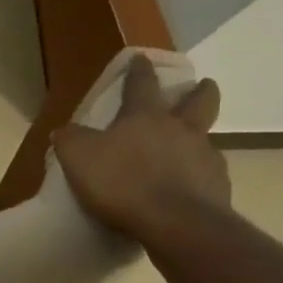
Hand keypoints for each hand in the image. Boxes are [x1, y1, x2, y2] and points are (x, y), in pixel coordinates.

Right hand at [50, 57, 228, 244]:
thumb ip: (70, 140)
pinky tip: (185, 190)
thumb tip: (64, 130)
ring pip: (205, 139)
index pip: (142, 84)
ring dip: (197, 139)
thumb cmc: (123, 183)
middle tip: (202, 87)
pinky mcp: (219, 188)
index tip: (142, 58)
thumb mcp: (79, 158)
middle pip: (199, 101)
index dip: (140, 70)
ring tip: (184, 153)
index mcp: (146, 117)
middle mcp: (181, 130)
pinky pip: (208, 175)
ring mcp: (205, 158)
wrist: (177, 224)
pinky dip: (198, 177)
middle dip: (200, 91)